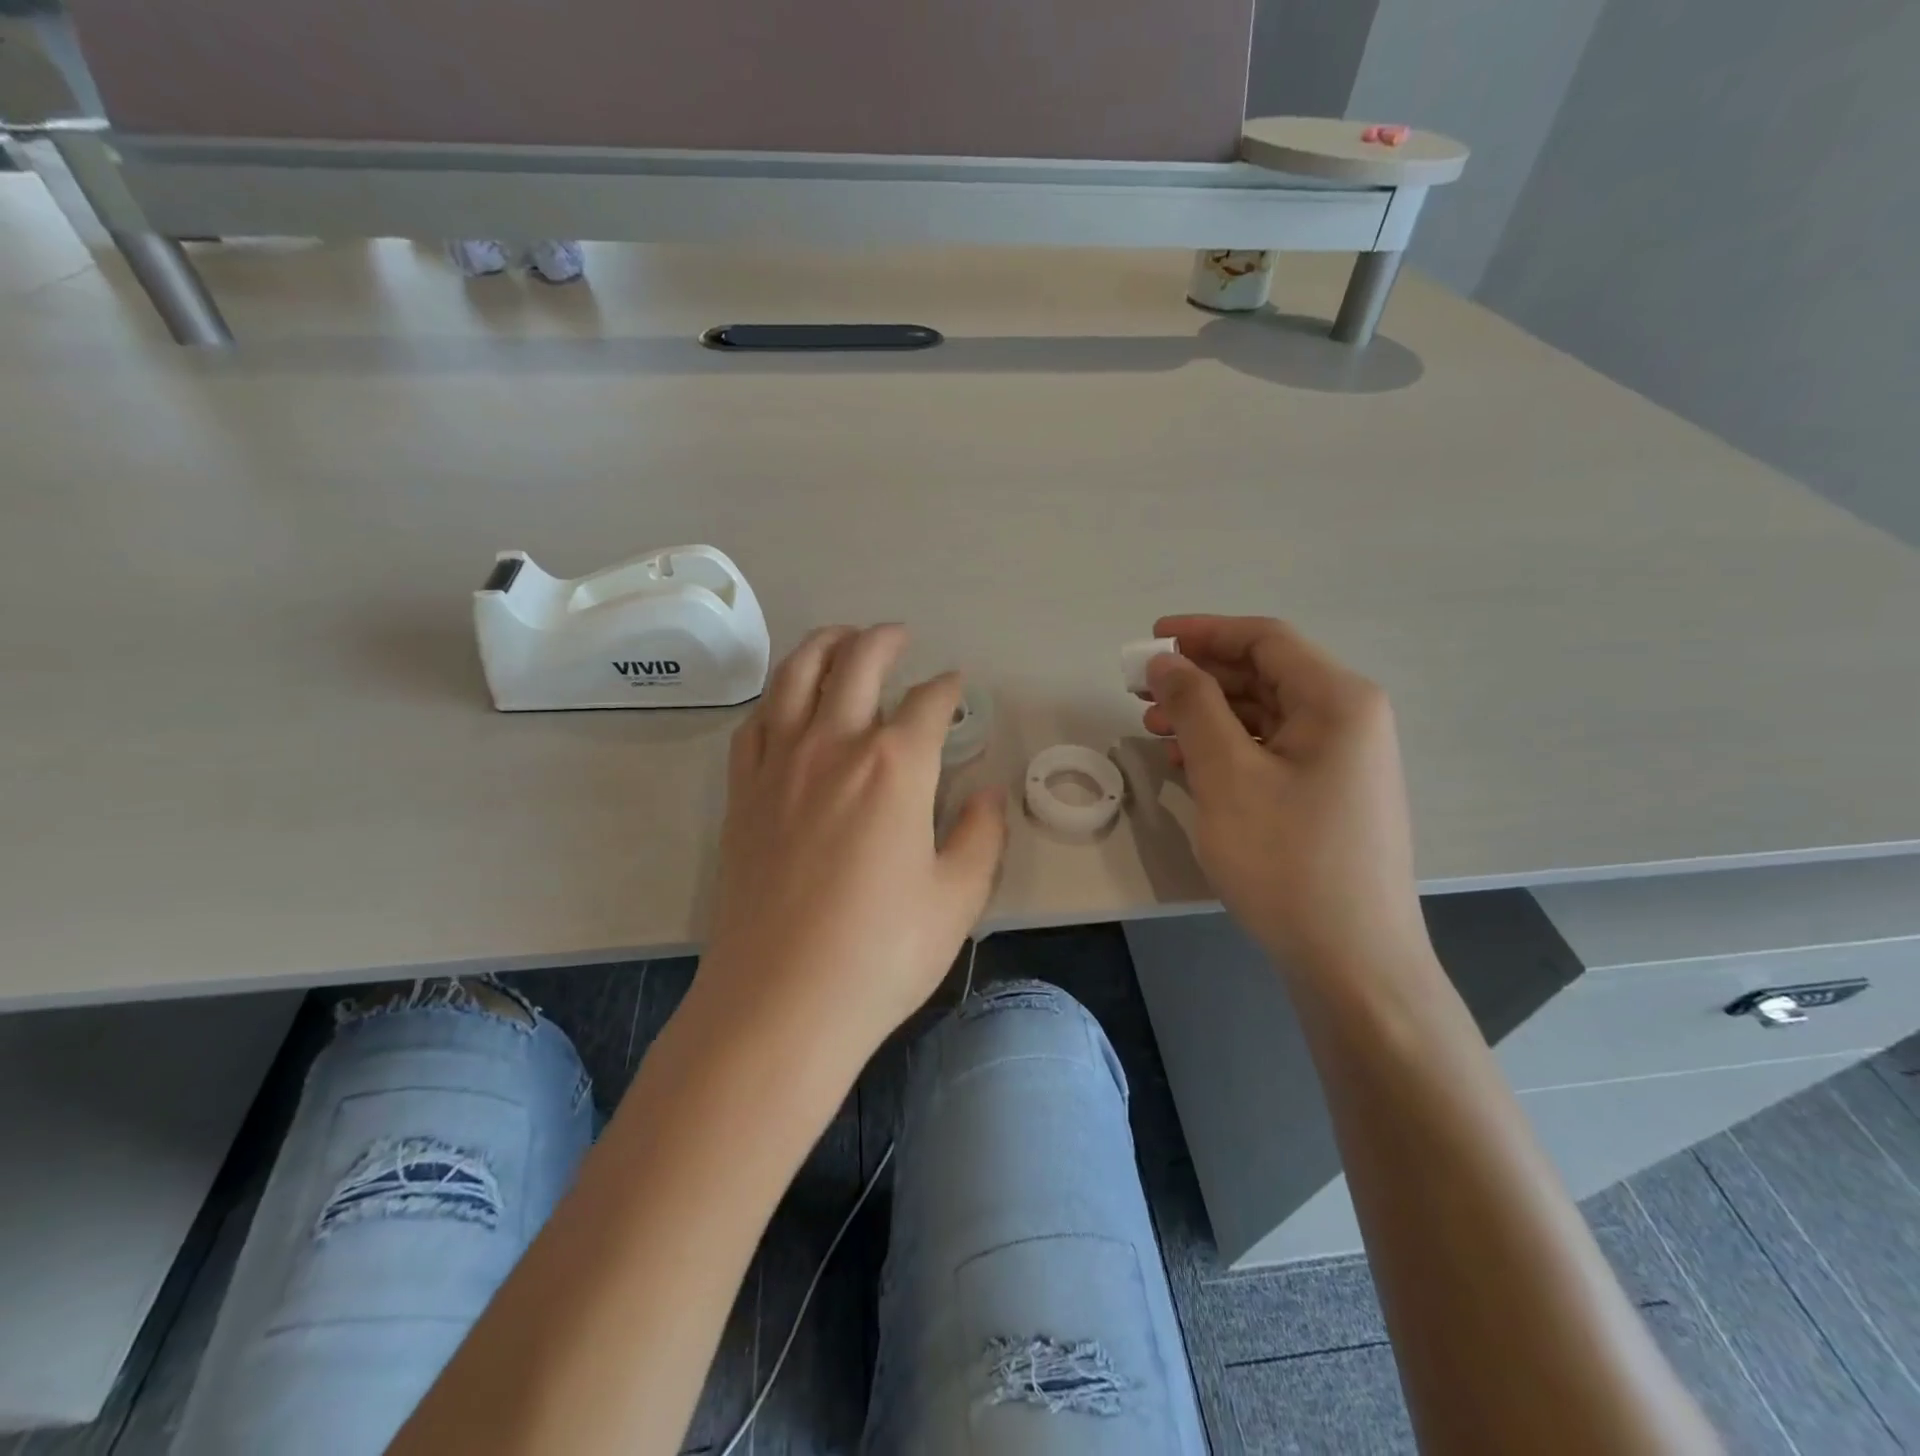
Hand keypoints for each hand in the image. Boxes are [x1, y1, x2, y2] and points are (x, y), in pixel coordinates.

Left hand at [696, 625, 1007, 1063]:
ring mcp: (780, 764)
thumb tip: (989, 793)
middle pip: (856, 663)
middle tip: (899, 636)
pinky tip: (786, 700)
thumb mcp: (957, 897)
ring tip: (841, 638)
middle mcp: (834, 745)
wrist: (780, 1001)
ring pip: (796, 676)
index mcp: (896, 766)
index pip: (929, 704)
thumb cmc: (881, 953)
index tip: (957, 688)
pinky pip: (756, 720)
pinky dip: (776, 695)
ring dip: (823, 645)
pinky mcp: (743, 791)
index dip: (948, 689)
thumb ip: (981, 834)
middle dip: (883, 640)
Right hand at [1141, 616, 1425, 974]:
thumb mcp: (1228, 775)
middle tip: (1140, 690)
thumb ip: (1194, 706)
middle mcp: (1348, 719)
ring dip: (1207, 714)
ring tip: (1154, 727)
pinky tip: (1186, 763)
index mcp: (1338, 700)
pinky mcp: (1327, 794)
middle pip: (1263, 675)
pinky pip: (1271, 751)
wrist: (1351, 962)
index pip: (1265, 640)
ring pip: (1263, 715)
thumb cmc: (1288, 860)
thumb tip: (1167, 661)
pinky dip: (1227, 749)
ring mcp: (1341, 760)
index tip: (1150, 639)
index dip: (1203, 632)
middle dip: (1198, 677)